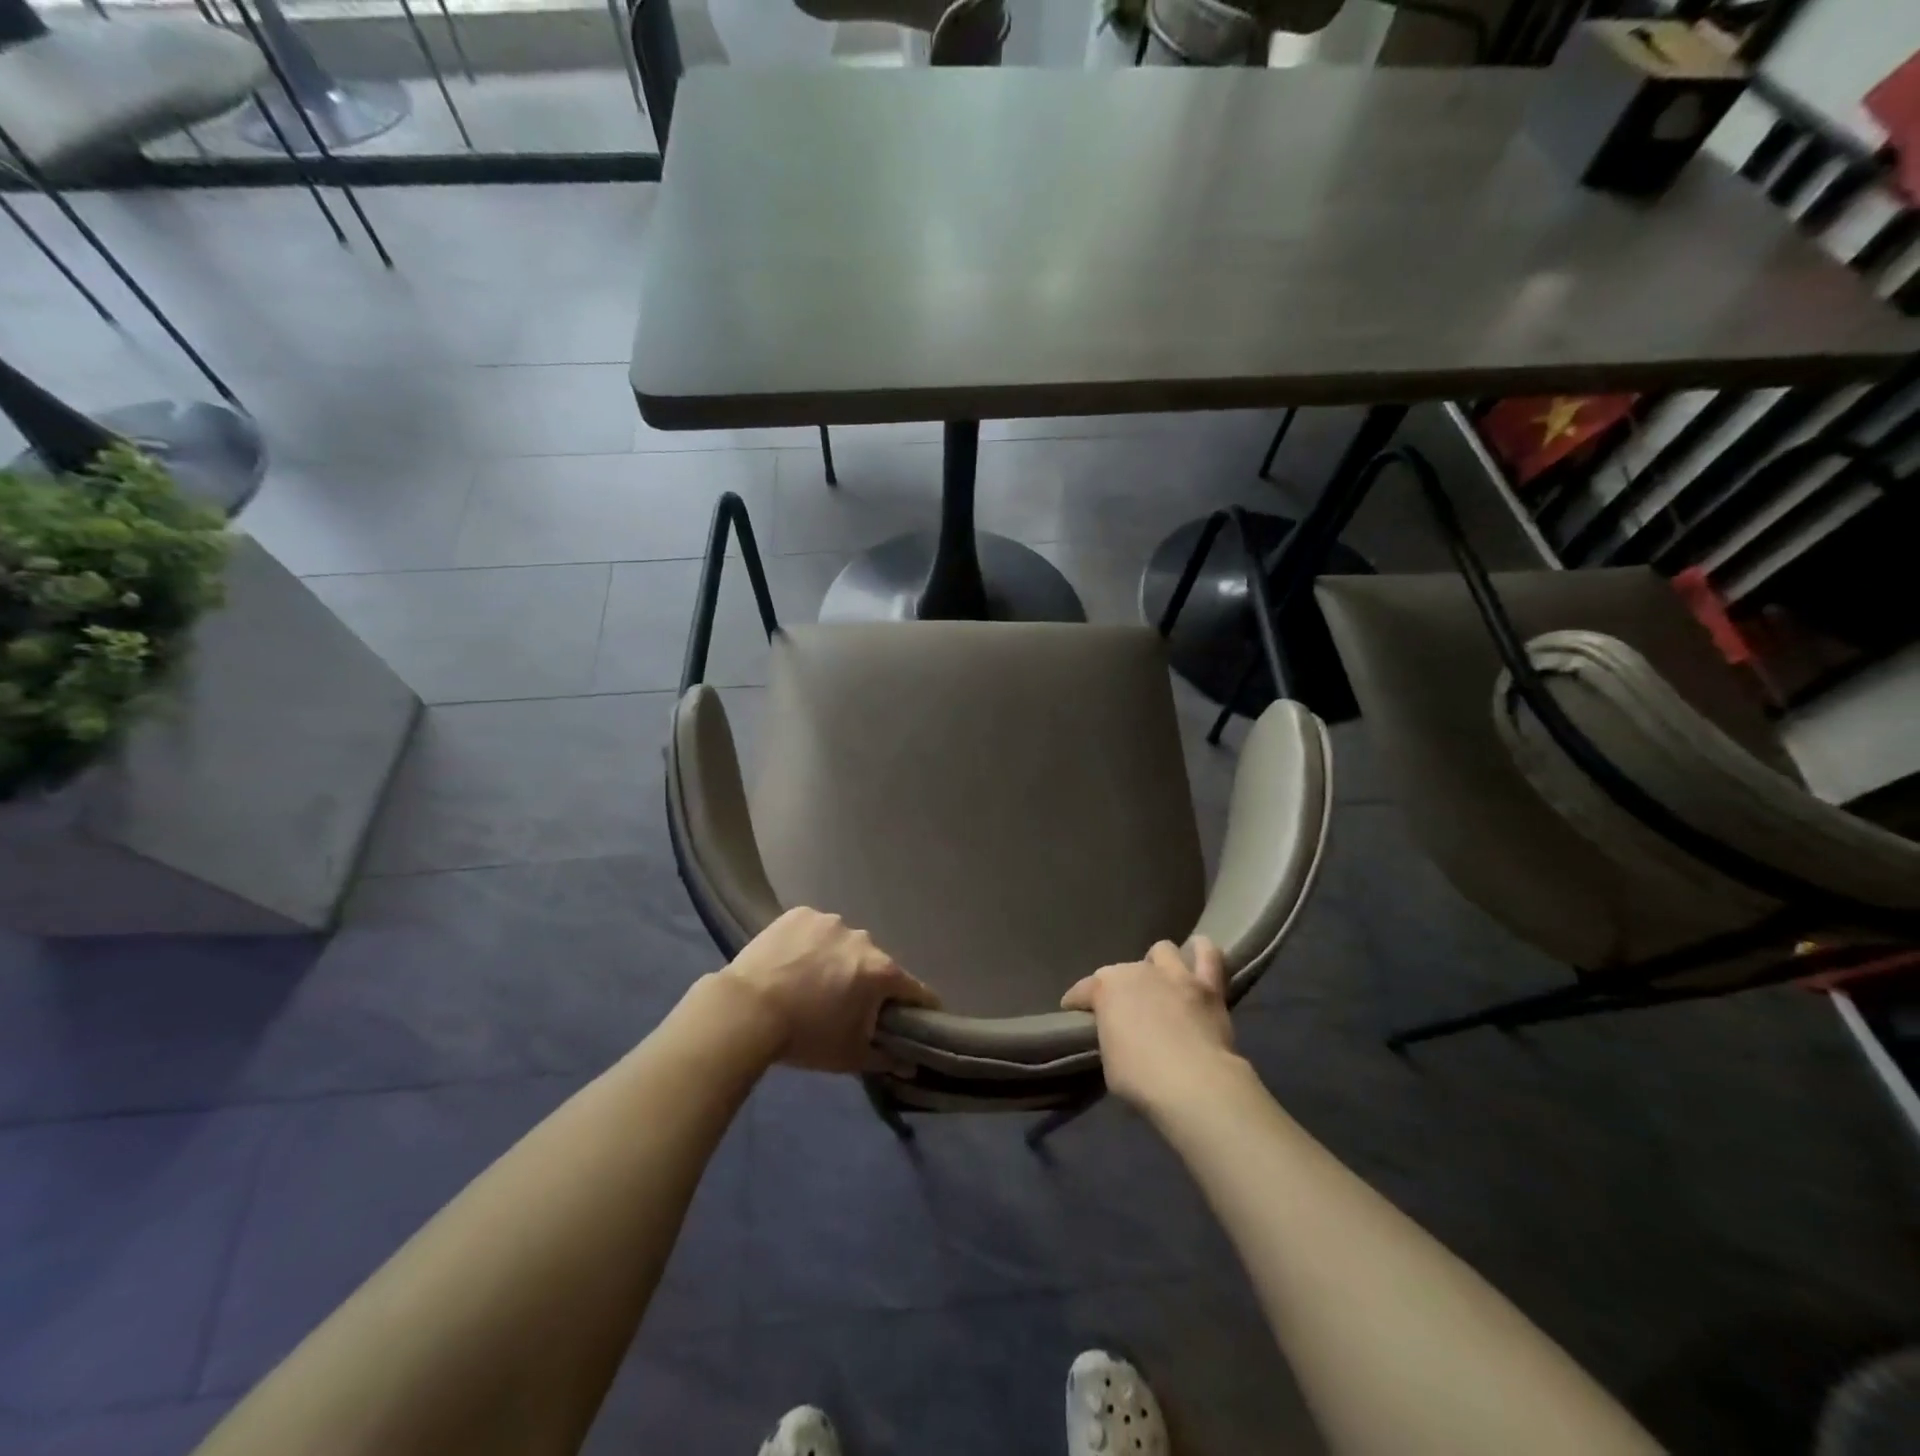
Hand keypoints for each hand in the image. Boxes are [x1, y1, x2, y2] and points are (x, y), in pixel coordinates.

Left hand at [721, 907, 937, 1072]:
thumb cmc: (805, 1036)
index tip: (912, 1018)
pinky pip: (815, 930)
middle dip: (867, 983)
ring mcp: (830, 921)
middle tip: (845, 1006)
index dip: (918, 1006)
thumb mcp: (849, 1056)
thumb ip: (886, 1059)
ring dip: (837, 960)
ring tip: (810, 982)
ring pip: (844, 944)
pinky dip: (810, 944)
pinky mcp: (800, 913)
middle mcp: (863, 939)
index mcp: (882, 971)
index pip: (915, 989)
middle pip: (875, 964)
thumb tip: (910, 1063)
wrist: (746, 1010)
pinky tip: (791, 963)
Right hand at [1061, 937, 1239, 1112]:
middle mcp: (1137, 971)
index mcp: (1106, 988)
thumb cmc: (1140, 1078)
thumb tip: (1119, 1036)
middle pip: (1121, 972)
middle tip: (1126, 1014)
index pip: (1082, 991)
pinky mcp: (1208, 985)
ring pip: (1163, 951)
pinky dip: (1201, 953)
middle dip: (1120, 989)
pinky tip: (1197, 960)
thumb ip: (1111, 1037)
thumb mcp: (1108, 1062)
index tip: (1076, 1017)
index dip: (1077, 1003)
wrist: (1194, 1083)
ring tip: (1160, 984)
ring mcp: (1174, 975)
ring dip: (1158, 965)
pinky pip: (1208, 954)